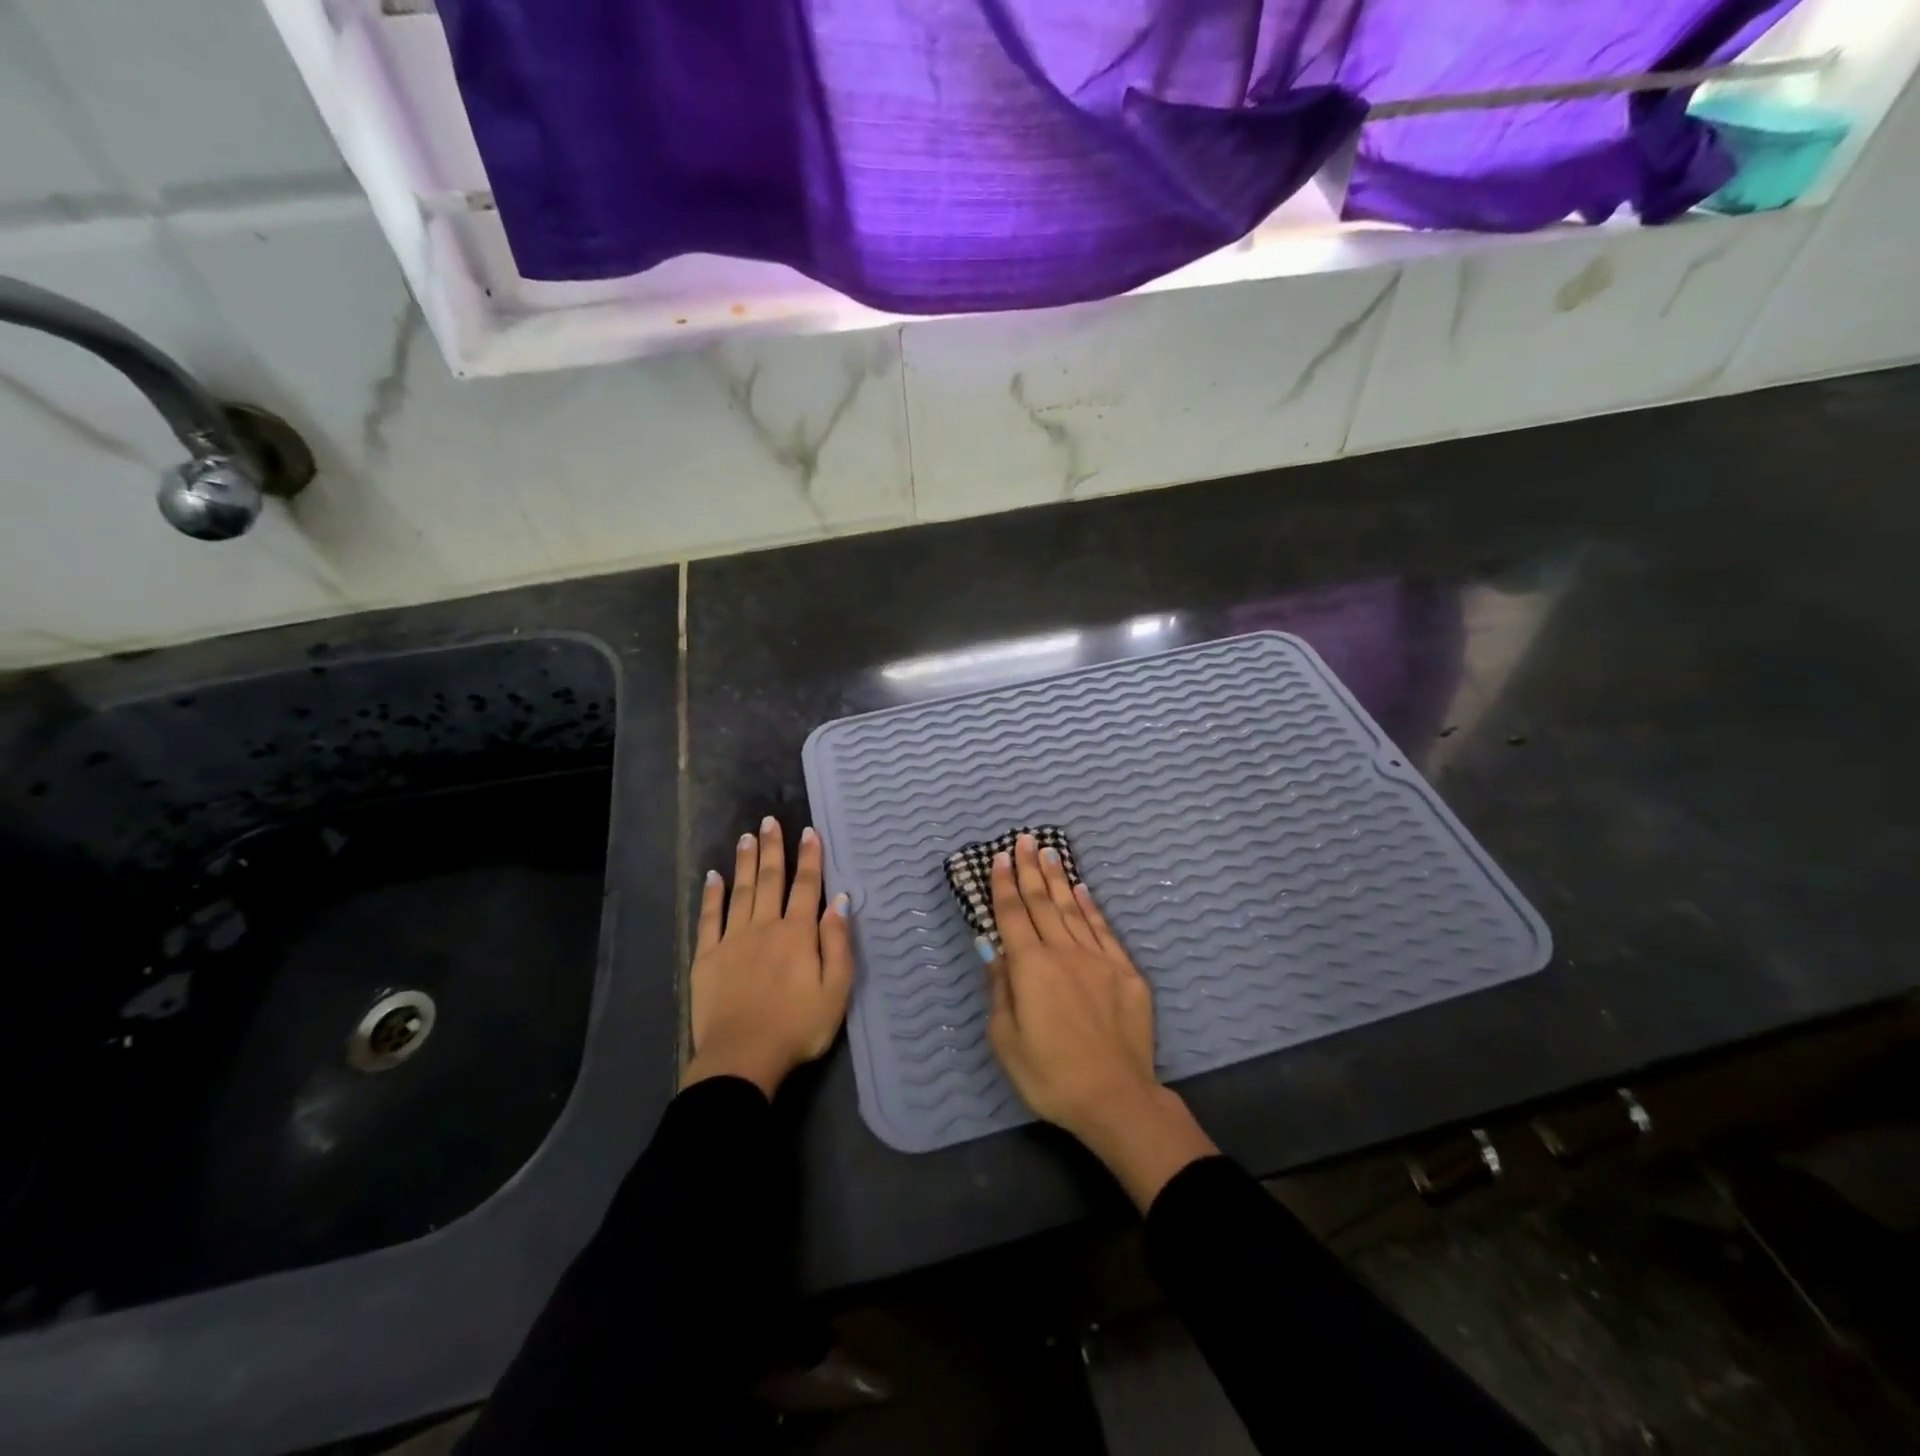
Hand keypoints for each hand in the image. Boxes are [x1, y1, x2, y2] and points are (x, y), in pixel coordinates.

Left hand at [684, 817, 853, 1098]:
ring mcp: (733, 940)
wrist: (743, 1058)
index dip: (810, 858)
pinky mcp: (707, 957)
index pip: (806, 886)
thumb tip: (840, 901)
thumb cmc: (797, 1027)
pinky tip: (713, 876)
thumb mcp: (836, 990)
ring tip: (747, 837)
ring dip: (745, 862)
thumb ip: (838, 943)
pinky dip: (712, 895)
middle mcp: (765, 927)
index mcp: (798, 934)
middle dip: (773, 849)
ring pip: (741, 891)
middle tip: (770, 821)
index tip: (809, 832)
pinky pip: (709, 918)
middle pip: (770, 880)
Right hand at [982, 834, 1215, 1208]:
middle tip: (1025, 840)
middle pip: (1043, 903)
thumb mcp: (1006, 1040)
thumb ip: (1000, 990)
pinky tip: (1083, 890)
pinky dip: (1091, 907)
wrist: (1115, 1098)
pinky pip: (1103, 930)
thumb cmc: (1050, 1075)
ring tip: (1050, 854)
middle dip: (1030, 870)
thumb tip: (993, 950)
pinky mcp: (1125, 972)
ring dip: (1059, 880)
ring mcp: (1098, 959)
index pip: (1012, 916)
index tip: (999, 858)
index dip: (1004, 885)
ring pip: (1073, 909)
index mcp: (1030, 968)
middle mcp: (1063, 952)